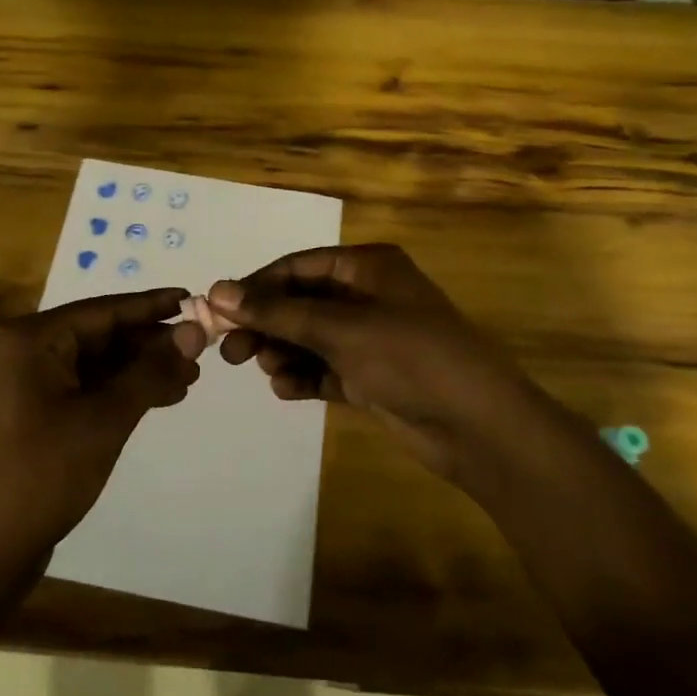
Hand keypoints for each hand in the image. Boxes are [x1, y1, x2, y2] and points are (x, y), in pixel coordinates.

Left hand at [0, 289, 205, 574]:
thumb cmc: (43, 474)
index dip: (153, 306)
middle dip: (151, 343)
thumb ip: (150, 371)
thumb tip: (194, 331)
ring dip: (142, 369)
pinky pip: (88, 387)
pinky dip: (122, 391)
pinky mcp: (38, 412)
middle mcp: (28, 351)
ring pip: (98, 362)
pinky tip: (161, 397)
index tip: (195, 298)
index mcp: (33, 339)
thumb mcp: (105, 419)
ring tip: (190, 378)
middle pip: (102, 334)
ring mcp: (30, 383)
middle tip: (201, 351)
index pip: (104, 310)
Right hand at [211, 244, 531, 496]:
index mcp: (367, 267)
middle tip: (232, 351)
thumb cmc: (410, 358)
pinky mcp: (373, 376)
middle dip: (266, 324)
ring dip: (283, 351)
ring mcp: (371, 338)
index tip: (217, 311)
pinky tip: (287, 390)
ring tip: (265, 370)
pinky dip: (304, 376)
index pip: (298, 267)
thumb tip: (217, 291)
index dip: (256, 287)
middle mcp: (367, 296)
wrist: (479, 428)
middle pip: (301, 303)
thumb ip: (277, 312)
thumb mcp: (340, 329)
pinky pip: (326, 368)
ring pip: (310, 337)